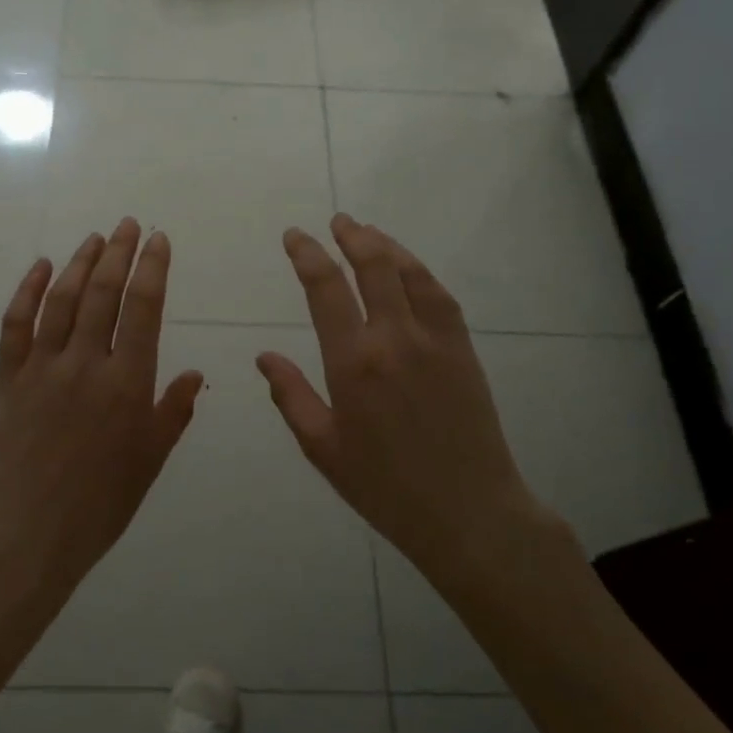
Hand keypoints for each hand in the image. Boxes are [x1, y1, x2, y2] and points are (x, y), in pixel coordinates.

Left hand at [0, 218, 204, 597]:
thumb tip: (194, 373)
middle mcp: (85, 364)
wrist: (28, 534)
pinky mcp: (8, 378)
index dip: (153, 268)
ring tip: (96, 238)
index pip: (144, 309)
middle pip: (103, 293)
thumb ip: (173, 412)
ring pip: (62, 300)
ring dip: (80, 263)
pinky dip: (27, 291)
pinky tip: (39, 267)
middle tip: (129, 224)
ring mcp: (42, 368)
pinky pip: (16, 325)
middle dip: (119, 253)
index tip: (159, 240)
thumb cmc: (100, 503)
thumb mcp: (150, 461)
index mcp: (126, 383)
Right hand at [257, 215, 573, 585]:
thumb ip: (291, 396)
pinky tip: (408, 268)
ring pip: (409, 273)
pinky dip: (419, 271)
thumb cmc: (384, 486)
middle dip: (350, 236)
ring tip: (367, 231)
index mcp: (353, 363)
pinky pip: (439, 295)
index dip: (307, 255)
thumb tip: (264, 356)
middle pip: (372, 266)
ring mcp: (435, 340)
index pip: (325, 289)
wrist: (468, 511)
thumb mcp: (323, 448)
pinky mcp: (463, 349)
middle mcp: (394, 339)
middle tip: (336, 221)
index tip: (295, 236)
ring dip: (385, 245)